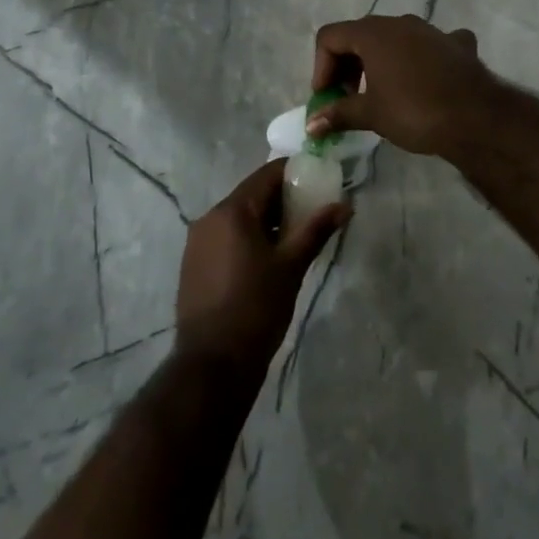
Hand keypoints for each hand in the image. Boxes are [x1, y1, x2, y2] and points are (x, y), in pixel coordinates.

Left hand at [175, 160, 348, 372]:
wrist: (213, 364)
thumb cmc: (256, 308)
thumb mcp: (291, 266)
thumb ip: (316, 230)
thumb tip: (344, 205)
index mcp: (232, 210)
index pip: (267, 174)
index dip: (295, 174)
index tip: (318, 183)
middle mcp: (210, 217)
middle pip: (252, 194)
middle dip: (282, 200)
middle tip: (311, 214)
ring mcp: (197, 241)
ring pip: (238, 216)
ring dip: (266, 220)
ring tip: (294, 239)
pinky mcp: (193, 263)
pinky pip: (226, 236)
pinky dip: (248, 237)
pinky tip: (267, 259)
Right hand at [309, 14, 499, 157]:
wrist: (476, 117)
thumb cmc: (414, 111)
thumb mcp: (371, 114)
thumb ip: (338, 114)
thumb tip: (311, 124)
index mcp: (373, 33)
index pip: (330, 37)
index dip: (321, 67)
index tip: (327, 98)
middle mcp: (400, 23)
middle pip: (360, 35)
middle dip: (347, 65)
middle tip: (348, 98)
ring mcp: (431, 30)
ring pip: (394, 38)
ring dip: (380, 62)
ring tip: (382, 94)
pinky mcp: (456, 44)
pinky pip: (430, 45)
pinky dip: (420, 59)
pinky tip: (426, 79)